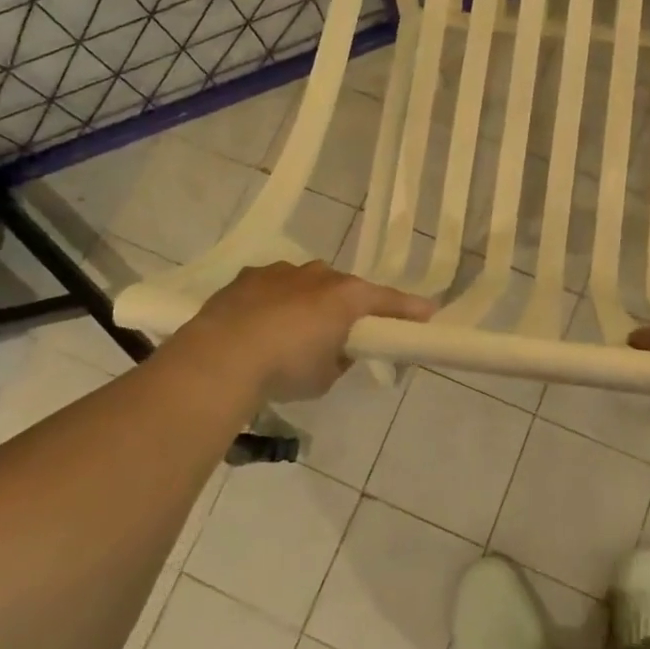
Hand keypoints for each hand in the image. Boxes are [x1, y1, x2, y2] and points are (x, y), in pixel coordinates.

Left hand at [178, 260, 435, 401]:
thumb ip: (340, 358)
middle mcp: (318, 275)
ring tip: (291, 333)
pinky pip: (272, 287)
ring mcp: (280, 272)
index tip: (427, 313)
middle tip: (340, 334)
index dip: (408, 309)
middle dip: (346, 307)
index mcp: (346, 296)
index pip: (387, 301)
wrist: (221, 357)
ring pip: (305, 283)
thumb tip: (337, 350)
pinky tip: (259, 325)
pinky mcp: (247, 277)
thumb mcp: (325, 376)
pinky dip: (273, 302)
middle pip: (343, 288)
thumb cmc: (286, 369)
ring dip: (307, 302)